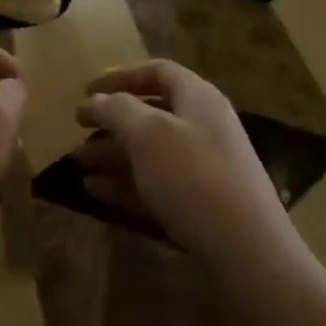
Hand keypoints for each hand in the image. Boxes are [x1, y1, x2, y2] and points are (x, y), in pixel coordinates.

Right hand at [77, 60, 291, 261]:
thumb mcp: (148, 134)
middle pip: (151, 113)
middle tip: (77, 130)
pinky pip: (155, 185)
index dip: (120, 76)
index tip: (86, 90)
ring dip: (112, 155)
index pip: (157, 71)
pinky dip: (125, 184)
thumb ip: (118, 110)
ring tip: (78, 165)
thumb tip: (97, 99)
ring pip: (150, 152)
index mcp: (198, 98)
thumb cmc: (193, 177)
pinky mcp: (199, 205)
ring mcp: (203, 168)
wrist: (248, 254)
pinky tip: (95, 191)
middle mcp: (203, 127)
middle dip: (112, 121)